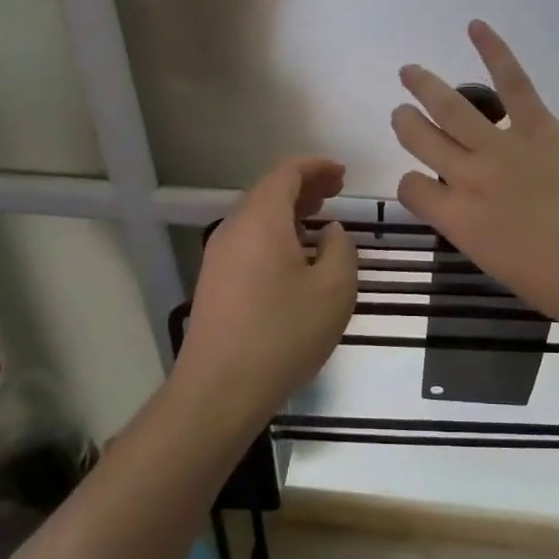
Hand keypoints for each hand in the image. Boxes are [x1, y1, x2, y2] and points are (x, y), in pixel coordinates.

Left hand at [174, 157, 357, 434]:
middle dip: (305, 187)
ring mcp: (219, 258)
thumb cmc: (283, 333)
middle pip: (269, 193)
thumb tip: (330, 233)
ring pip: (258, 218)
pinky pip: (249, 242)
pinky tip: (296, 258)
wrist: (219, 390)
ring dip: (290, 213)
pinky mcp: (215, 283)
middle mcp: (234, 229)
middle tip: (337, 192)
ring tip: (321, 220)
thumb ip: (341, 249)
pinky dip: (276, 235)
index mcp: (261, 220)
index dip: (317, 167)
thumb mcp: (334, 289)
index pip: (287, 174)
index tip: (343, 174)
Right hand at [391, 21, 558, 330]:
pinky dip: (494, 51)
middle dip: (406, 122)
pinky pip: (512, 82)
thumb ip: (473, 228)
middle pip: (419, 138)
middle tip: (403, 112)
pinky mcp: (539, 128)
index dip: (413, 182)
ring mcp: (502, 148)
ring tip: (411, 72)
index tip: (426, 182)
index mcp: (455, 219)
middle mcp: (467, 177)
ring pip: (450, 107)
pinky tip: (476, 27)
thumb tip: (472, 208)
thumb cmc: (554, 282)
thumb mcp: (495, 263)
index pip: (411, 187)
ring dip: (425, 85)